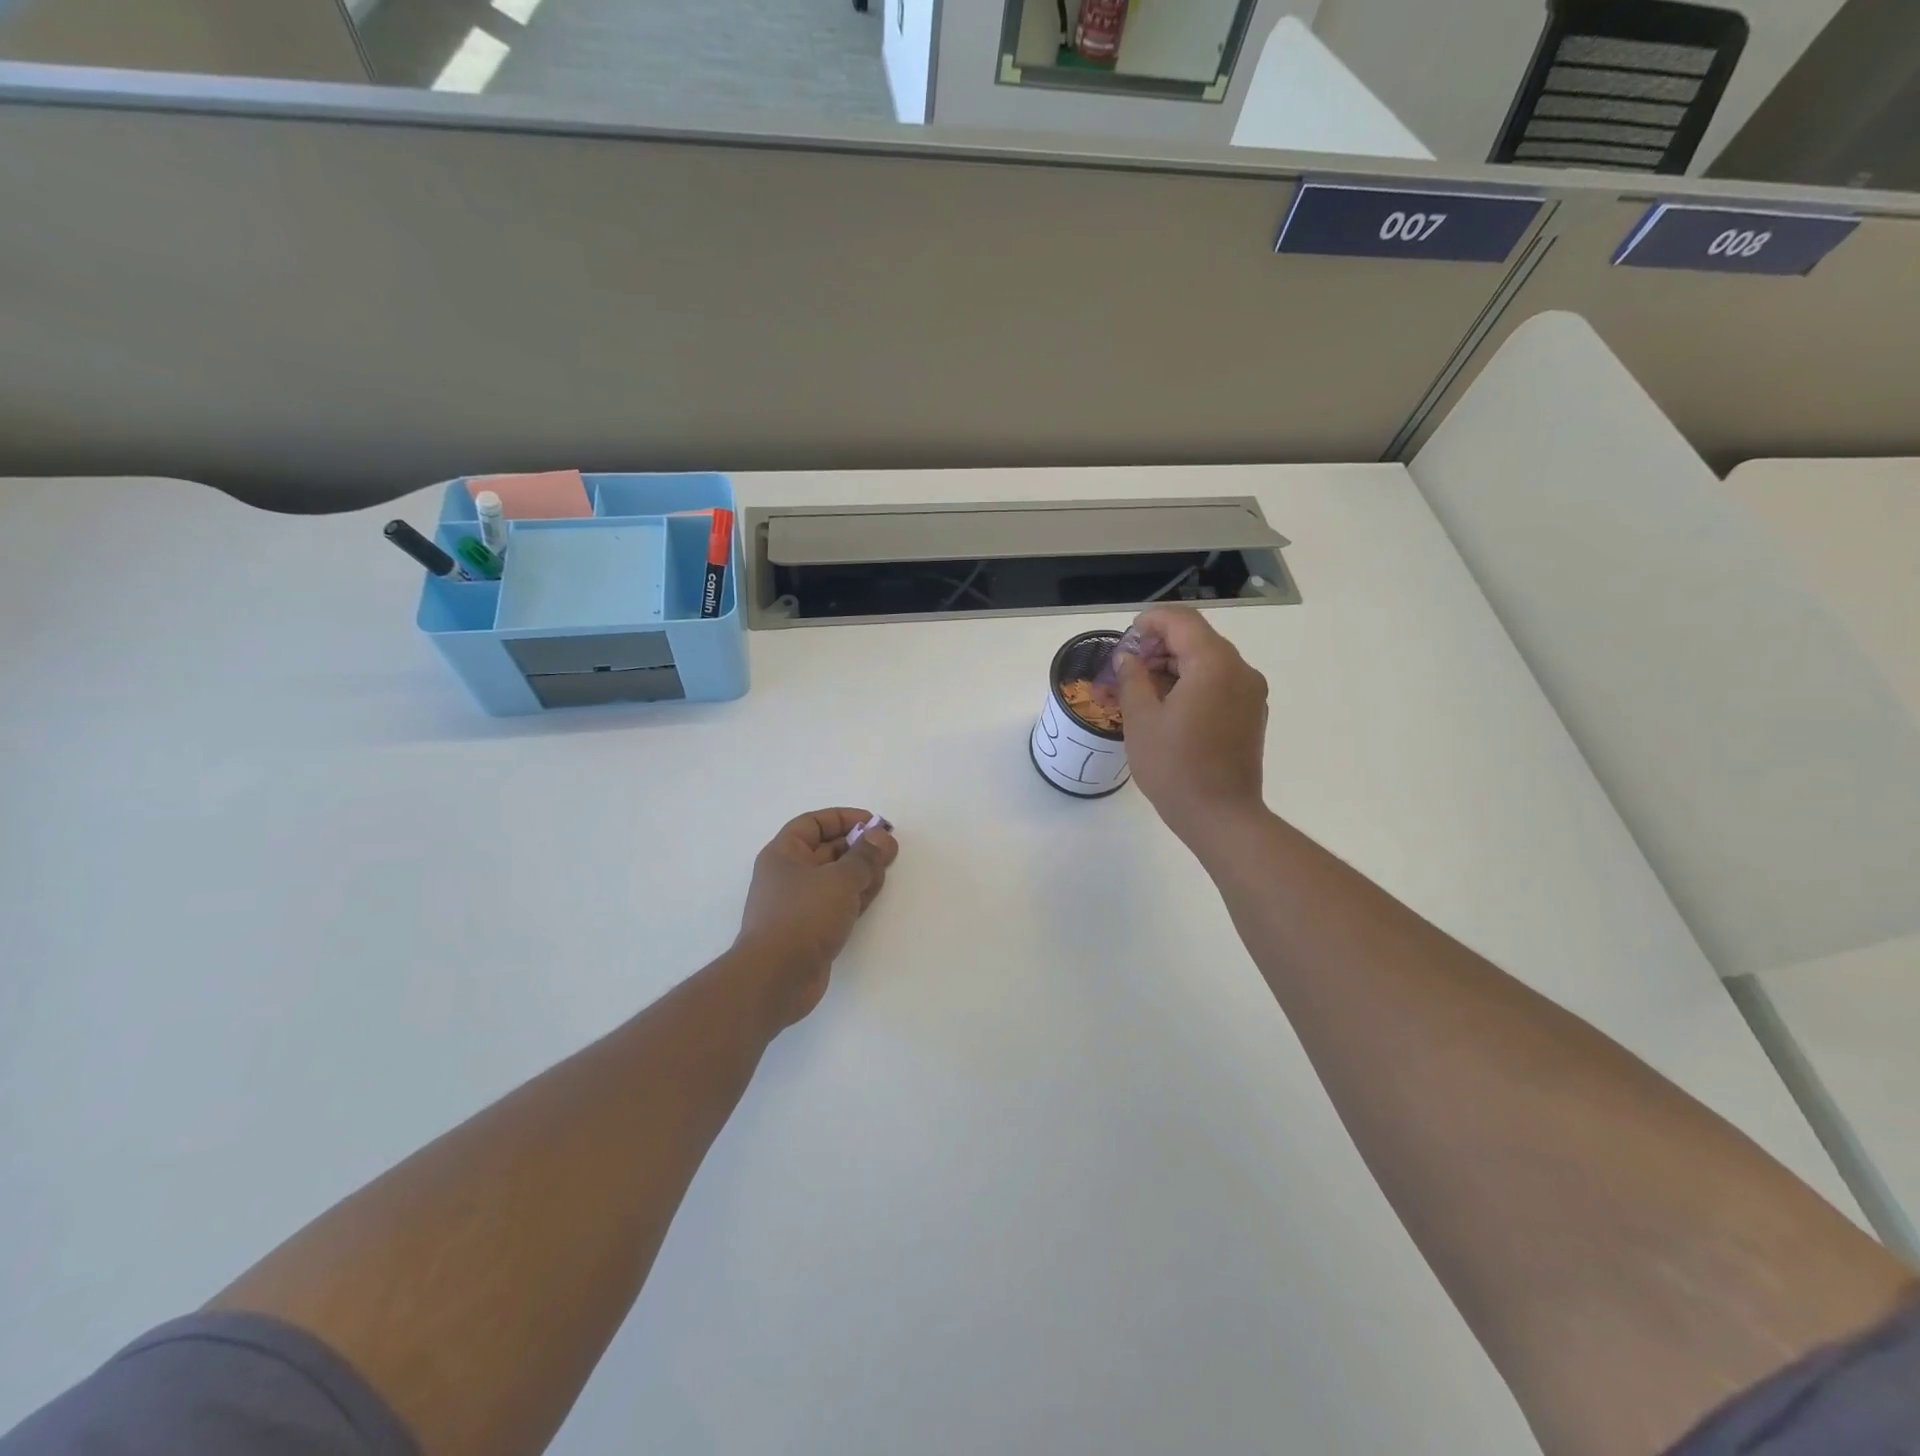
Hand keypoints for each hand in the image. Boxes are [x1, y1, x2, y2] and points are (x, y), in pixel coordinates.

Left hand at [734, 808, 898, 1029]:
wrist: (777, 977)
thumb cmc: (803, 916)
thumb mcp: (840, 879)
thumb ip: (865, 856)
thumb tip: (881, 837)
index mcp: (784, 853)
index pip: (813, 823)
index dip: (844, 818)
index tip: (874, 823)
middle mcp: (788, 875)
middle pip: (826, 850)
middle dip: (858, 847)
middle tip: (889, 850)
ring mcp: (798, 904)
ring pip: (834, 878)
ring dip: (860, 872)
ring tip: (885, 872)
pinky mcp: (810, 930)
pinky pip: (836, 903)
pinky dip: (854, 896)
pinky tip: (872, 895)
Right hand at [1113, 606, 1268, 845]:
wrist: (1221, 816)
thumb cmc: (1175, 766)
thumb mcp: (1141, 719)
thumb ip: (1132, 678)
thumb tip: (1128, 659)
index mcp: (1214, 664)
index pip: (1181, 621)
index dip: (1149, 623)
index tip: (1125, 642)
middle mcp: (1240, 670)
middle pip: (1196, 639)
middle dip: (1158, 647)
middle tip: (1127, 670)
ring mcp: (1250, 693)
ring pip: (1207, 662)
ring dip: (1173, 667)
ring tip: (1141, 693)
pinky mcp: (1251, 714)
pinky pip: (1219, 684)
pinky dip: (1192, 684)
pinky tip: (1167, 709)